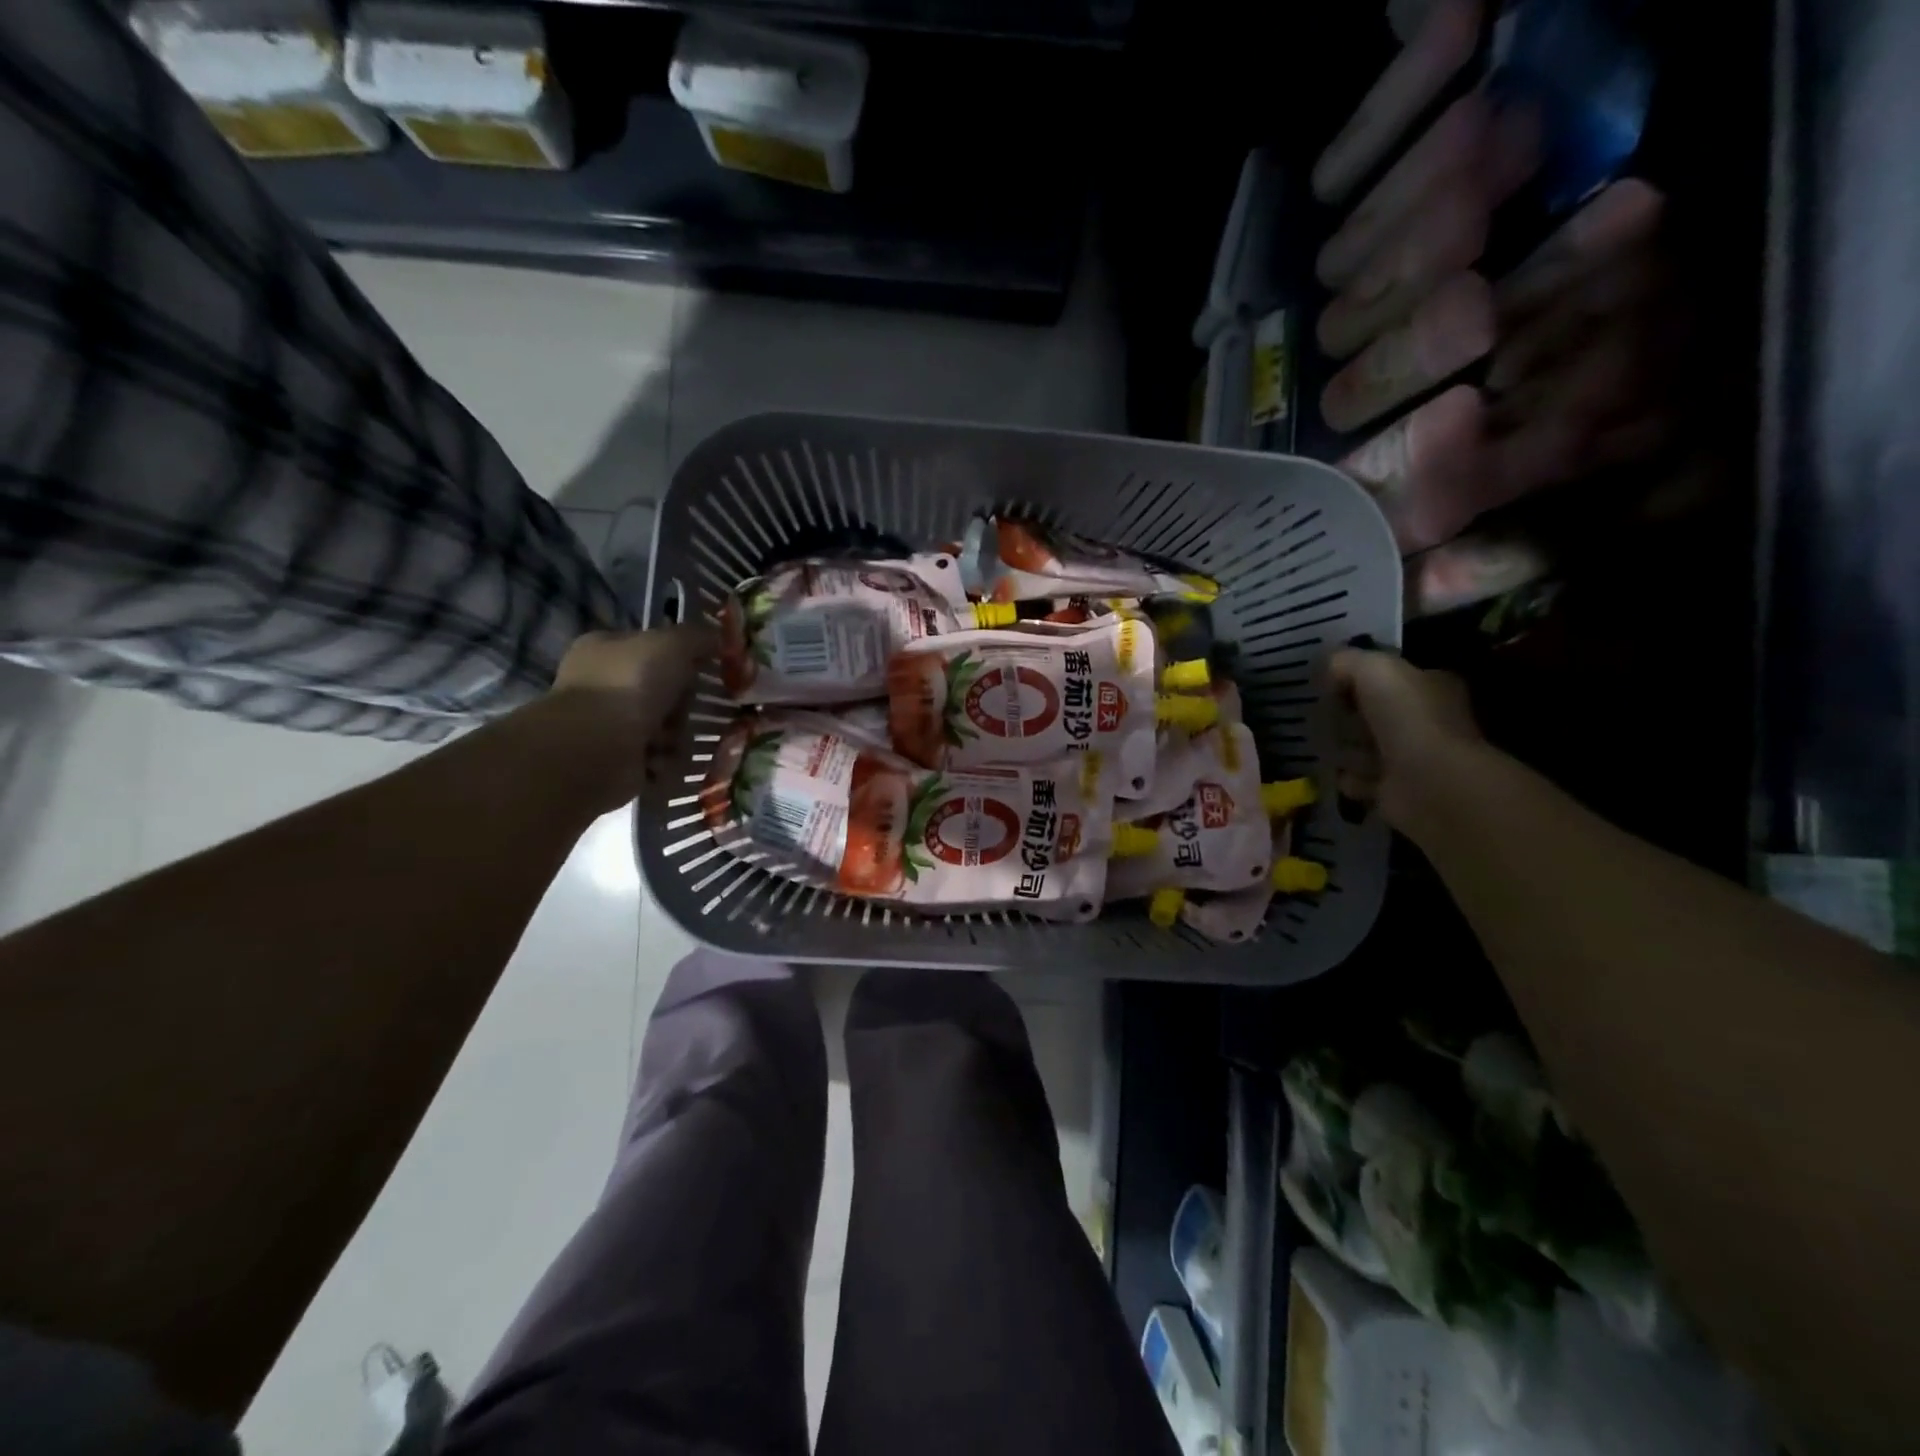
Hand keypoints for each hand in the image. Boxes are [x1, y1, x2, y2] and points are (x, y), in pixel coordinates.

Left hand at [549, 625, 715, 812]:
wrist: (597, 748)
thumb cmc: (630, 685)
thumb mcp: (672, 644)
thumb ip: (697, 637)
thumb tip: (719, 638)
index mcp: (606, 649)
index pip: (653, 648)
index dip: (681, 658)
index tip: (704, 670)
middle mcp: (603, 684)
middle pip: (665, 692)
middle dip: (682, 705)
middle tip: (685, 710)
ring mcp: (608, 725)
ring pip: (667, 727)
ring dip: (676, 736)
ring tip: (668, 741)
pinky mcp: (618, 761)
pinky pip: (660, 759)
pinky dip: (665, 761)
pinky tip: (658, 760)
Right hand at [1329, 646, 1482, 835]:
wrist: (1427, 782)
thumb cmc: (1407, 718)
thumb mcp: (1374, 670)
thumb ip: (1348, 661)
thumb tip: (1329, 665)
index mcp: (1432, 687)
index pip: (1394, 677)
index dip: (1362, 678)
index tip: (1330, 683)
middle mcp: (1427, 721)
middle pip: (1378, 714)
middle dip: (1349, 716)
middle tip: (1319, 715)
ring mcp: (1414, 759)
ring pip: (1368, 748)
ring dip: (1346, 749)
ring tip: (1324, 745)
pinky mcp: (1397, 791)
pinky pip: (1362, 781)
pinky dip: (1349, 779)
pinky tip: (1339, 773)